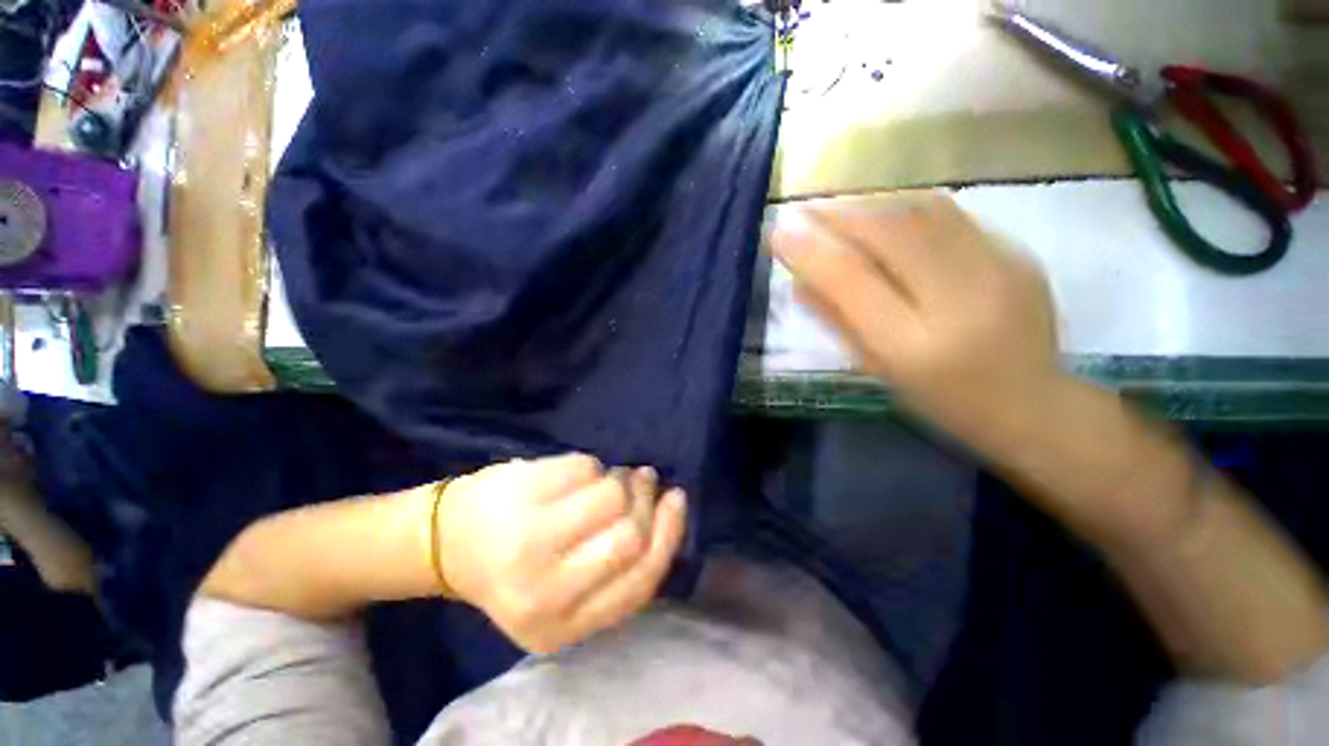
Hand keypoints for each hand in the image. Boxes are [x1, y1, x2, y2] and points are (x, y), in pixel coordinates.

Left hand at [436, 453, 686, 653]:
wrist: (447, 541)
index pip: (639, 581)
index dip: (668, 535)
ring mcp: (529, 538)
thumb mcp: (567, 593)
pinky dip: (591, 465)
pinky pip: (585, 467)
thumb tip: (667, 517)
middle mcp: (544, 592)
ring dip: (620, 478)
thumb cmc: (516, 567)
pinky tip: (577, 474)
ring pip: (611, 494)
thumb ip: (614, 573)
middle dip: (646, 500)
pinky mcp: (522, 493)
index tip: (676, 500)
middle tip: (645, 480)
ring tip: (610, 476)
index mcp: (560, 627)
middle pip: (630, 536)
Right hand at [771, 193, 1059, 441]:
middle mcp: (960, 299)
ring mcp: (998, 268)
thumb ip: (837, 323)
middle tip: (804, 210)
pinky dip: (905, 208)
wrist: (1033, 404)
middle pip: (890, 232)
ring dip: (870, 203)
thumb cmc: (940, 399)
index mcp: (915, 346)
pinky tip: (886, 216)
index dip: (811, 251)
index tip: (778, 232)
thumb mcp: (877, 369)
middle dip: (838, 214)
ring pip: (922, 211)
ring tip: (839, 207)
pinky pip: (949, 215)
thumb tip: (797, 282)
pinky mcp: (1018, 252)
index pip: (853, 282)